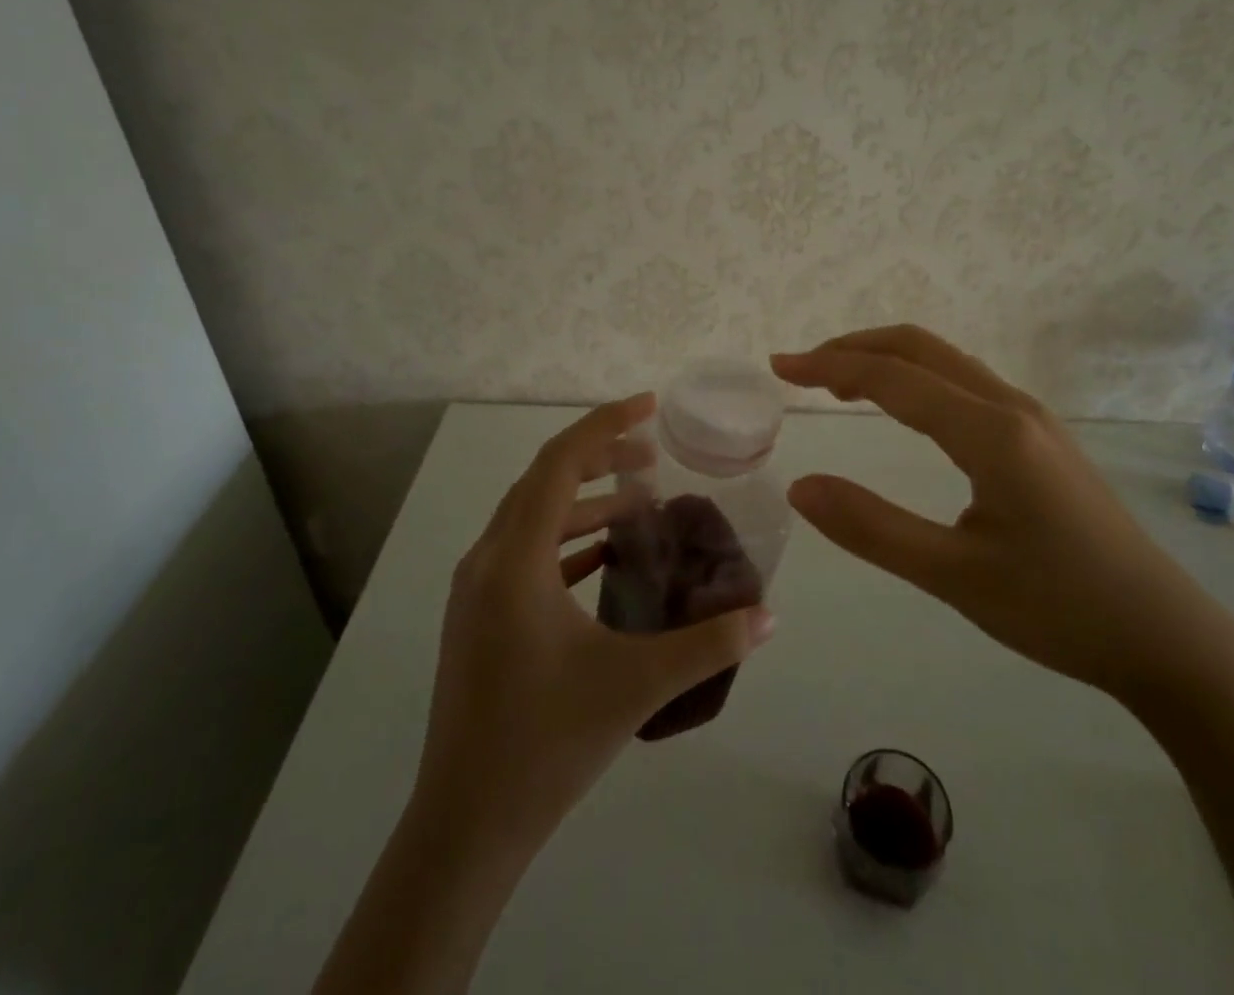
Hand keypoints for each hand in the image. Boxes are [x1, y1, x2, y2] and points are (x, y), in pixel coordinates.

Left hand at [412, 394, 777, 861]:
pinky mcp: (479, 617)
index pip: (560, 462)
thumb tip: (768, 616)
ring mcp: (477, 590)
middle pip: (544, 480)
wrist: (464, 827)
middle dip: (601, 458)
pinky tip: (607, 558)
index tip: (650, 406)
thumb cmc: (545, 743)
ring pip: (533, 516)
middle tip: (655, 458)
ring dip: (585, 500)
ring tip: (640, 505)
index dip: (606, 425)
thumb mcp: (636, 685)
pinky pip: (526, 552)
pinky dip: (568, 539)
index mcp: (514, 559)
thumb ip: (708, 645)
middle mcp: (487, 560)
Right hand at [772, 326, 1233, 706]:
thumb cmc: (1060, 609)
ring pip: (945, 361)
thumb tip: (800, 486)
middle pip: (920, 347)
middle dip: (854, 347)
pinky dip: (915, 378)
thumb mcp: (955, 577)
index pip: (893, 378)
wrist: (1167, 637)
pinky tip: (901, 406)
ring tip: (837, 382)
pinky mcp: (1039, 437)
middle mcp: (1011, 406)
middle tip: (800, 367)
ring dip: (886, 359)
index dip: (829, 367)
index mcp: (991, 432)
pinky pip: (963, 383)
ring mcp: (1031, 417)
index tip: (780, 367)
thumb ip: (873, 528)